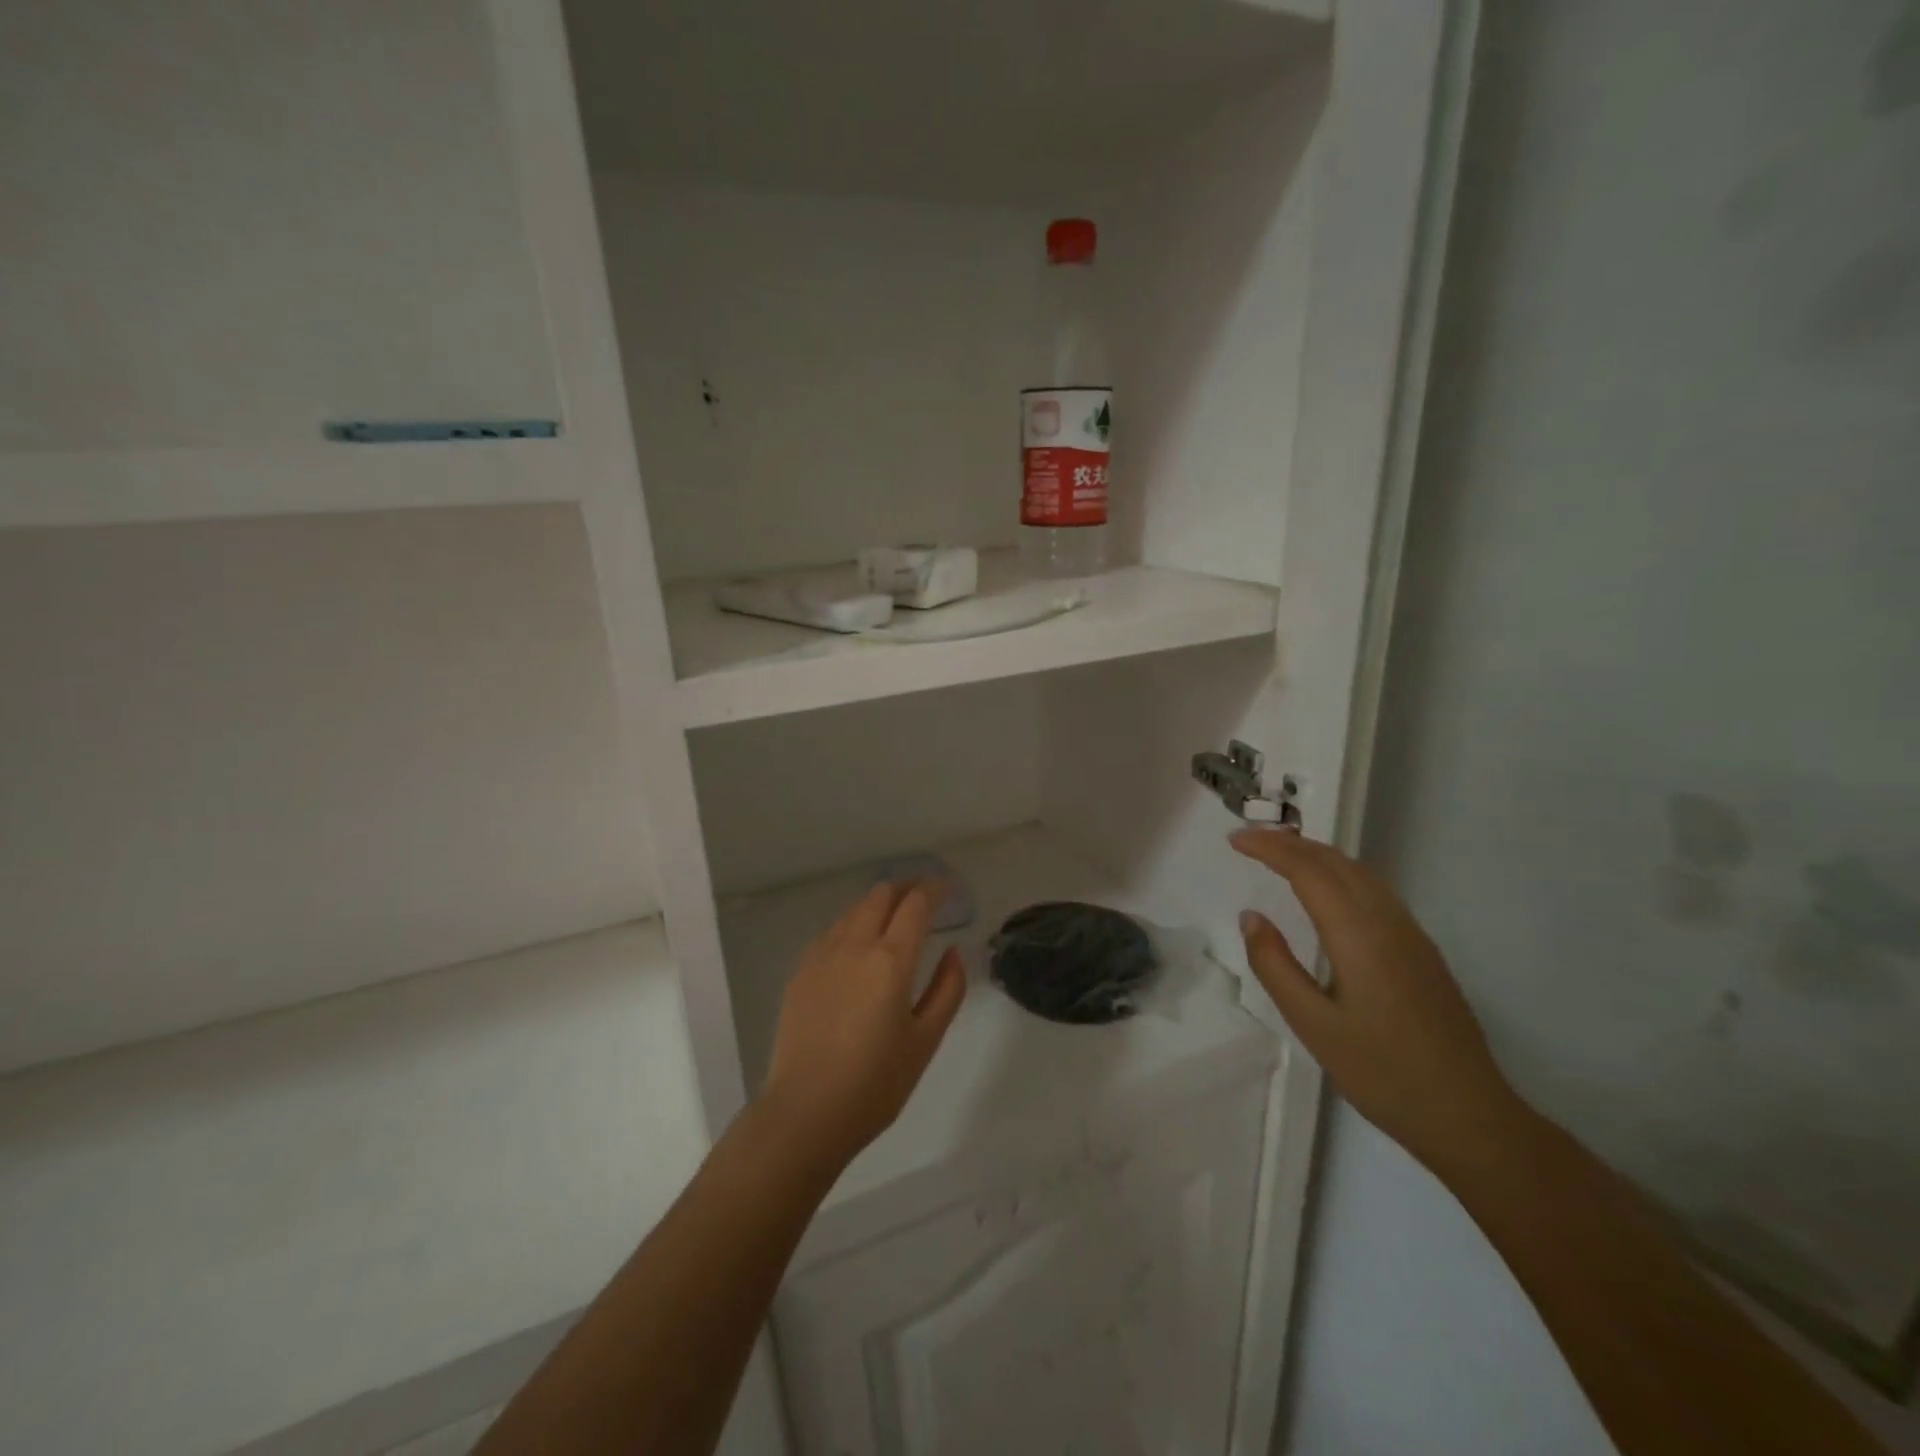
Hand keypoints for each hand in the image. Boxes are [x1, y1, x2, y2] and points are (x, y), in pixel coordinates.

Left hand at [759, 881, 966, 1168]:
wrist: (805, 1113)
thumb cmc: (875, 1084)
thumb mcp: (926, 1040)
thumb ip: (947, 989)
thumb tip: (953, 952)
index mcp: (890, 960)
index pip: (916, 904)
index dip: (935, 889)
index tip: (949, 890)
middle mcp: (854, 945)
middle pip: (881, 894)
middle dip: (907, 887)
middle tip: (926, 897)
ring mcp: (821, 955)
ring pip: (854, 909)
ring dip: (879, 904)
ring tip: (895, 919)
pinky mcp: (801, 971)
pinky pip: (833, 931)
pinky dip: (854, 924)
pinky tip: (859, 946)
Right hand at [1231, 828, 1523, 1171]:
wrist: (1469, 1116)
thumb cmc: (1383, 1074)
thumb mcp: (1313, 1025)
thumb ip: (1276, 966)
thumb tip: (1251, 917)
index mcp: (1360, 937)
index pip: (1308, 871)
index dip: (1269, 848)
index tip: (1234, 839)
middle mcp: (1389, 923)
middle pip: (1336, 862)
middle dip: (1289, 842)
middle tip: (1248, 840)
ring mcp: (1411, 935)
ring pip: (1359, 873)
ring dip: (1316, 854)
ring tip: (1279, 854)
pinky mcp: (1422, 950)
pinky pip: (1374, 890)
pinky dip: (1339, 873)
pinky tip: (1326, 890)